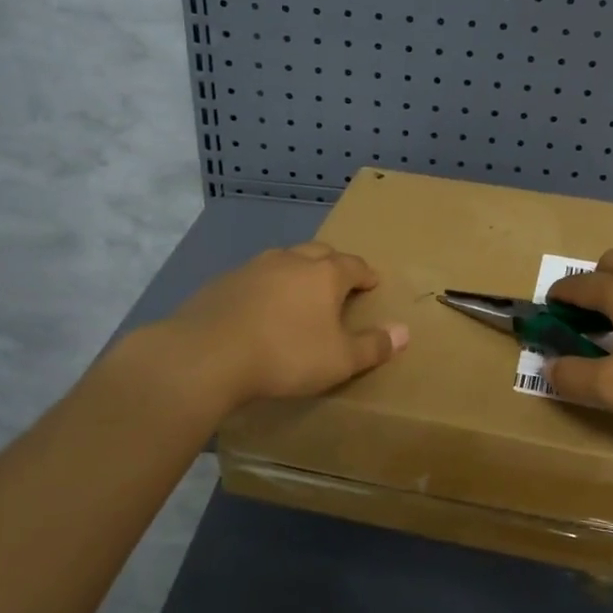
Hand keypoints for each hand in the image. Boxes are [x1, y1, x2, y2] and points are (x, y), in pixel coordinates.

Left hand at [163, 242, 408, 405]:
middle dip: (333, 264)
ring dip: (297, 271)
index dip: (366, 275)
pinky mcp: (223, 282)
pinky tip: (260, 307)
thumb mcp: (339, 360)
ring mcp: (254, 267)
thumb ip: (373, 346)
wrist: (207, 354)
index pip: (354, 265)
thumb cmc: (285, 355)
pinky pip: (255, 277)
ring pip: (285, 260)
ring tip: (300, 292)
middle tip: (339, 283)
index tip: (372, 283)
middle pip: (320, 253)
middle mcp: (291, 261)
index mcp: (325, 274)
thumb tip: (404, 331)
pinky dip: (266, 286)